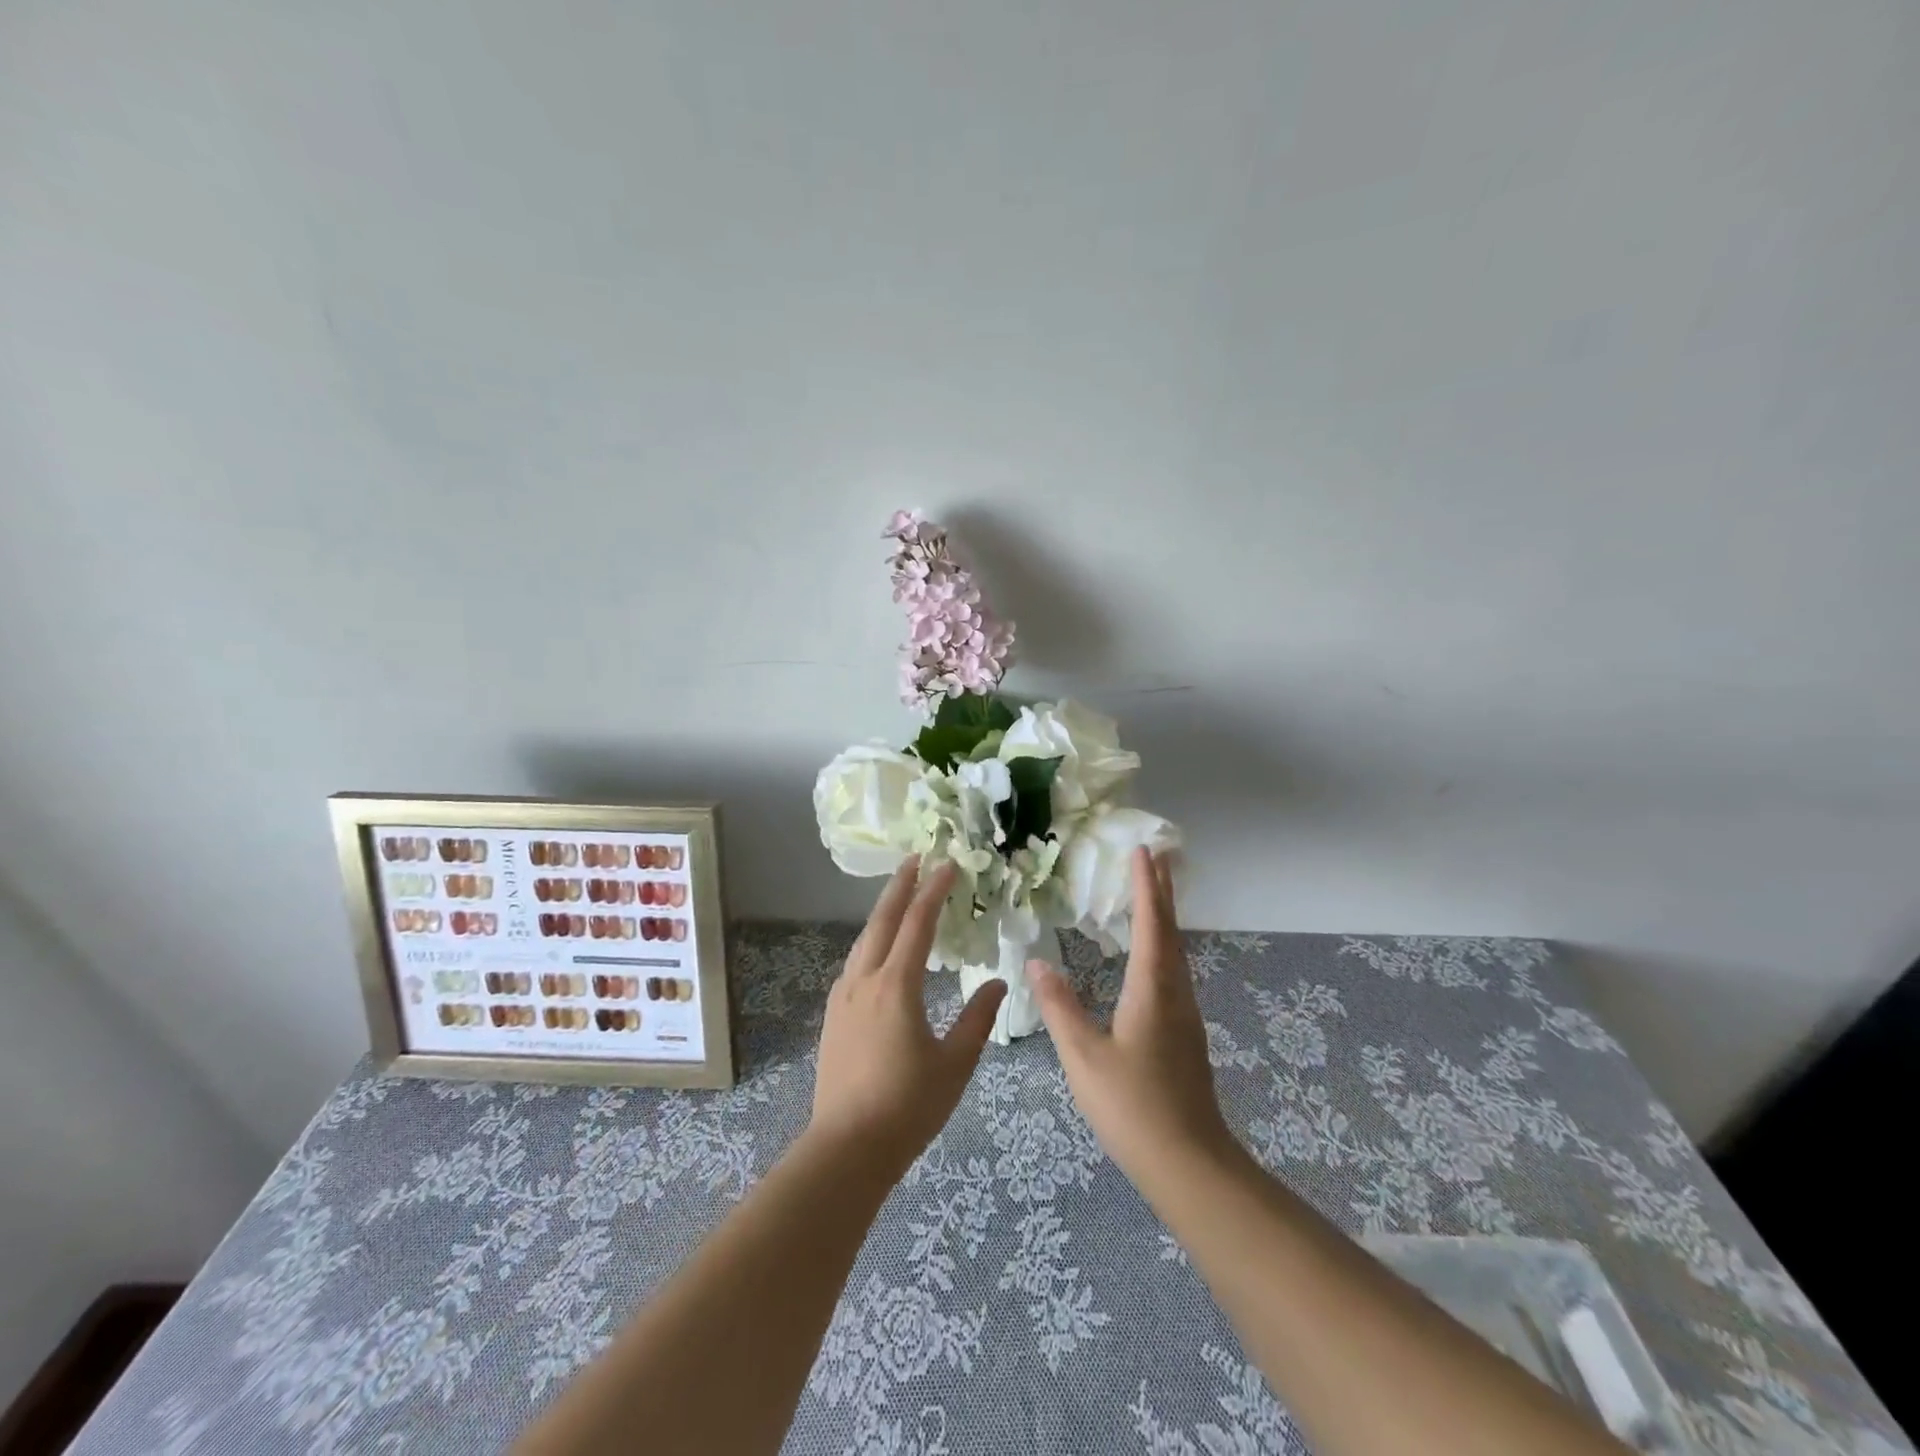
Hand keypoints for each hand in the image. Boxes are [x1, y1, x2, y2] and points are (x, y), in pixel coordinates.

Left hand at [809, 857, 1006, 1171]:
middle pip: (882, 920)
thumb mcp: (955, 1063)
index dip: (934, 891)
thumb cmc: (908, 1106)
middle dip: (900, 886)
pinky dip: (872, 941)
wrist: (847, 1147)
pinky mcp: (833, 1016)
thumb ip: (978, 1019)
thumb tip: (996, 982)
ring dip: (883, 912)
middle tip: (916, 858)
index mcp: (896, 986)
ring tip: (900, 896)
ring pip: (864, 940)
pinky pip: (855, 963)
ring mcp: (844, 997)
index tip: (948, 864)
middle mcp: (865, 980)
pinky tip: (879, 951)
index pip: (918, 924)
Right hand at [1032, 848, 1238, 1198]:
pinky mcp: (1185, 1036)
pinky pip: (1175, 973)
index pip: (1151, 925)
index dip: (1146, 887)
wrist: (1189, 1164)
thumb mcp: (1084, 1057)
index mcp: (1152, 991)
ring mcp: (1185, 1016)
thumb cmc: (1132, 1107)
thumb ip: (1059, 1008)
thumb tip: (1036, 963)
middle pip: (1171, 932)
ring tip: (1153, 895)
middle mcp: (1175, 994)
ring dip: (1165, 918)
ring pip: (1176, 953)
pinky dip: (1164, 946)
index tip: (1142, 852)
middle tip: (1155, 858)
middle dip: (1162, 892)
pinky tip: (1152, 958)